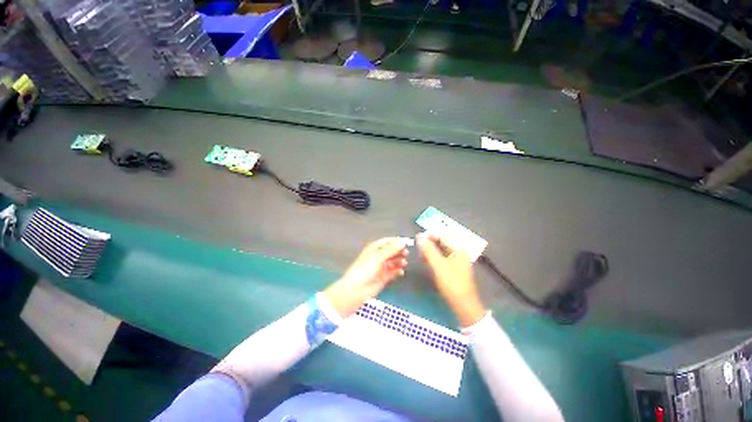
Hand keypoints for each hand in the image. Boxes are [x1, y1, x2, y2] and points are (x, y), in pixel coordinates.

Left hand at [323, 238, 408, 317]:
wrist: (355, 290)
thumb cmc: (364, 270)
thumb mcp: (377, 257)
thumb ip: (391, 249)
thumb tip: (402, 241)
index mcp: (374, 249)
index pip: (387, 242)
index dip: (396, 241)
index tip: (406, 242)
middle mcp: (377, 257)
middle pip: (391, 251)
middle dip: (399, 251)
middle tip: (406, 253)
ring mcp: (380, 267)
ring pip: (393, 262)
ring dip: (399, 261)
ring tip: (404, 263)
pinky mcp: (383, 278)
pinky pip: (393, 272)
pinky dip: (397, 271)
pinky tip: (401, 272)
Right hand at [417, 233, 486, 326]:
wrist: (464, 305)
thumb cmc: (452, 284)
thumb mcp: (438, 265)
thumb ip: (429, 250)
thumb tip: (419, 237)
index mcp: (458, 249)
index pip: (443, 235)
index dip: (430, 234)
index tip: (418, 237)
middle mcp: (459, 252)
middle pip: (442, 241)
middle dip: (429, 242)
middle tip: (418, 246)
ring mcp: (457, 260)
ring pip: (441, 249)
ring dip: (430, 250)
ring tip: (420, 253)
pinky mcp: (453, 268)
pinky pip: (442, 257)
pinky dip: (433, 257)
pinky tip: (426, 260)